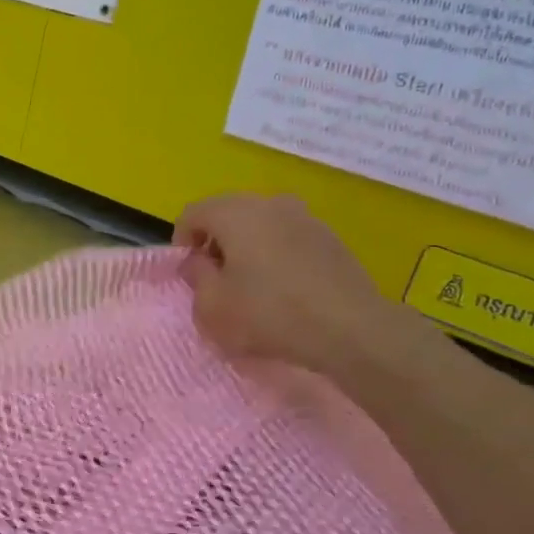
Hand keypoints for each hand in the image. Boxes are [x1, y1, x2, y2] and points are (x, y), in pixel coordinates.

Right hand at [174, 192, 445, 379]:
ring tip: (251, 287)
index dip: (182, 242)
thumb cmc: (269, 314)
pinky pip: (288, 239)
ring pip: (260, 225)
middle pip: (227, 214)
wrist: (351, 329)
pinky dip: (276, 256)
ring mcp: (305, 217)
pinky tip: (284, 290)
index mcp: (235, 212)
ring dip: (247, 249)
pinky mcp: (331, 238)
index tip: (188, 275)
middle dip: (215, 244)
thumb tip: (200, 261)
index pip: (193, 213)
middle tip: (216, 281)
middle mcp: (270, 203)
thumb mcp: (212, 307)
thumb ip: (196, 277)